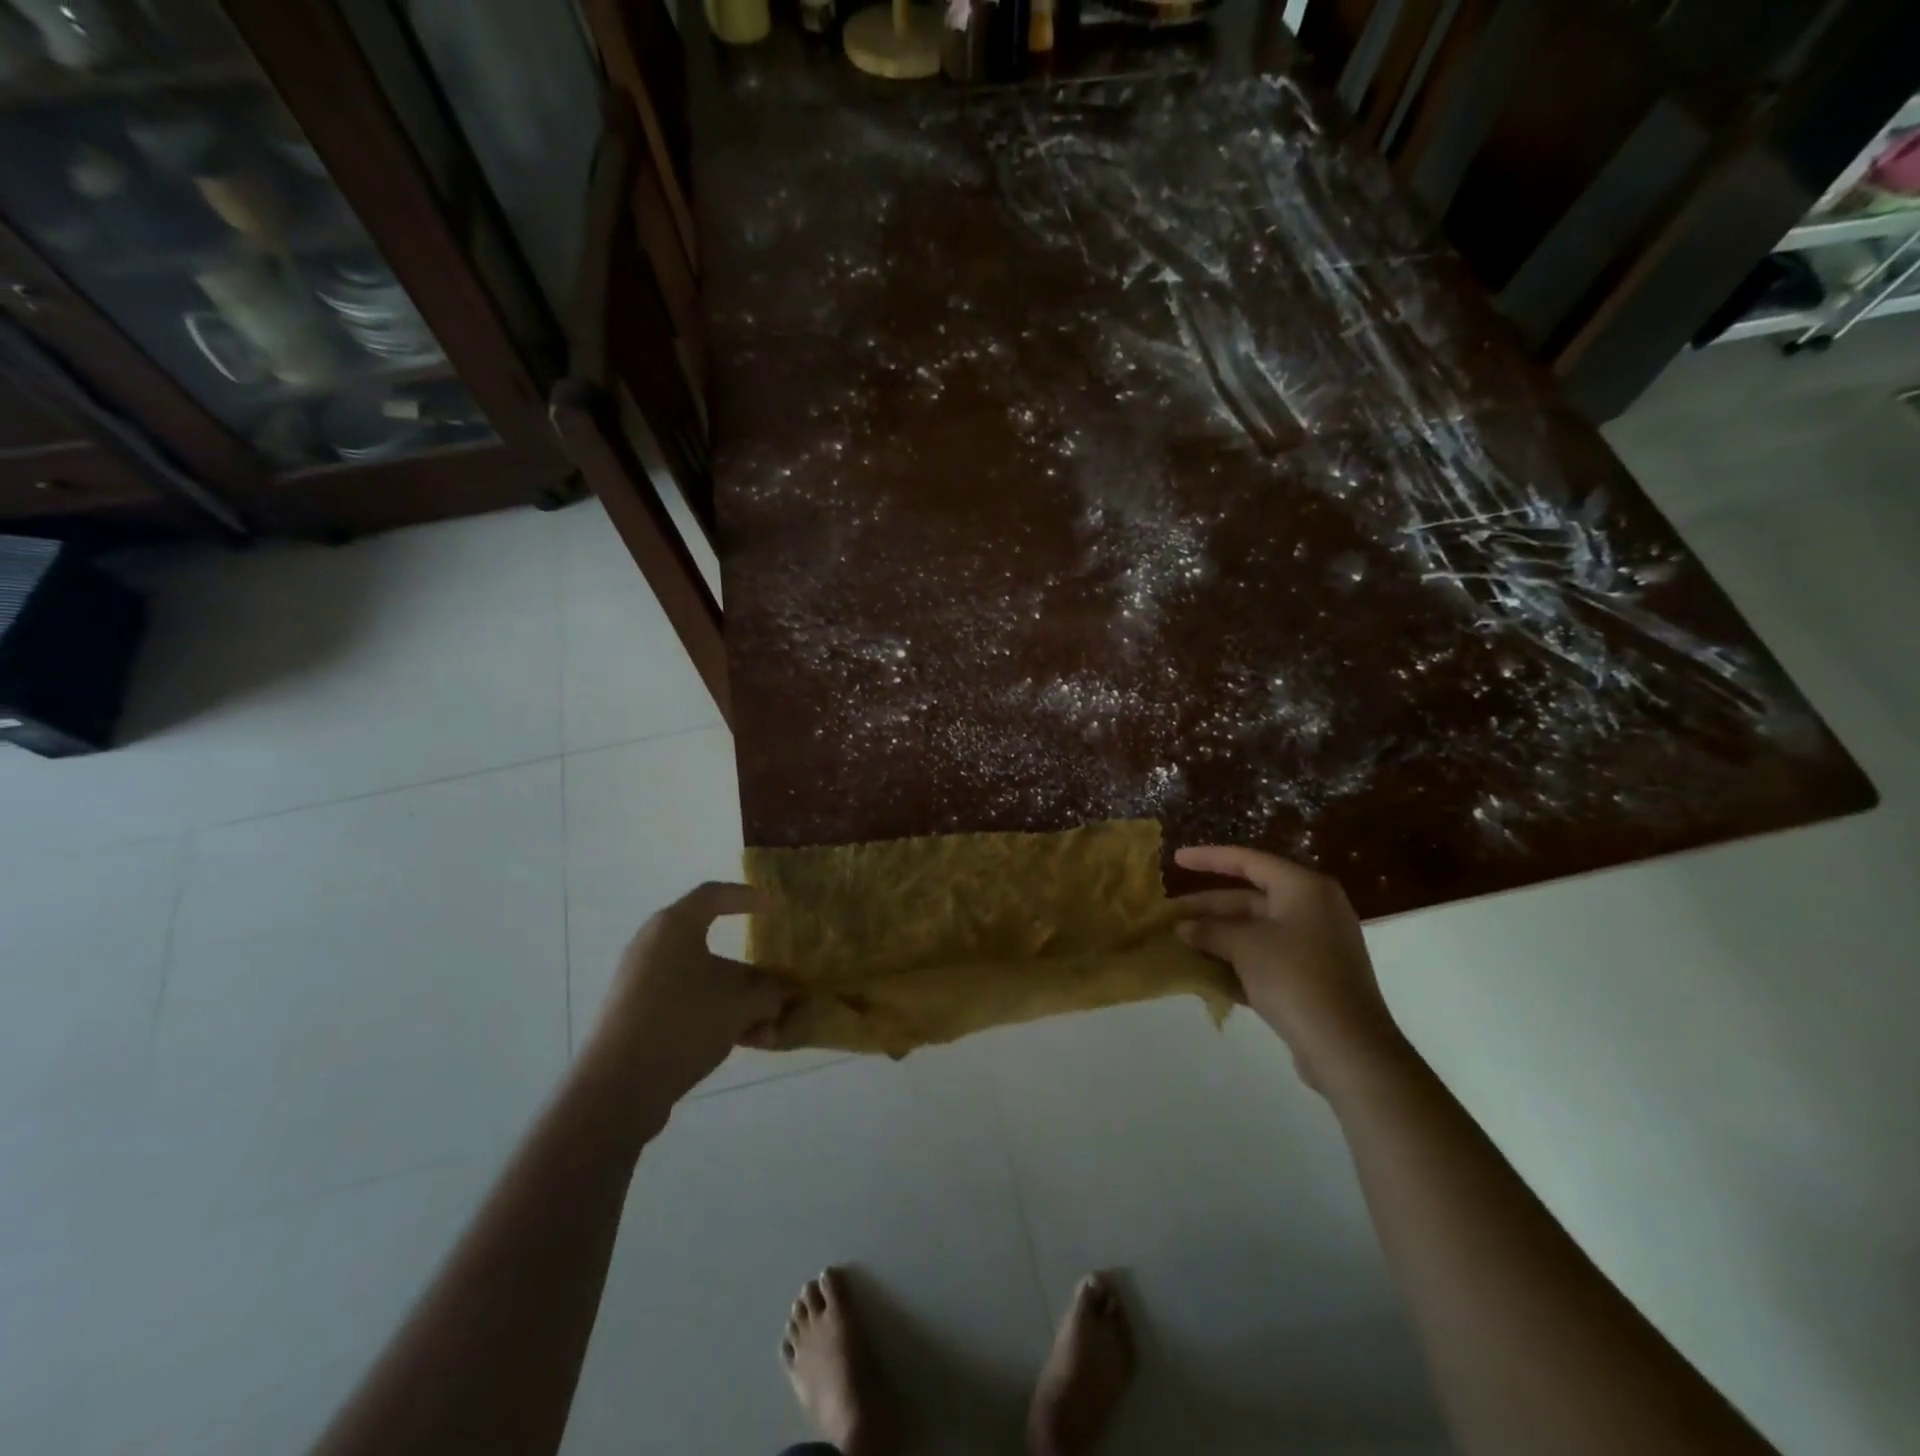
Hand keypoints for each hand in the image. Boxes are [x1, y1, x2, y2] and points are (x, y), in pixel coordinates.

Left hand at [584, 882, 790, 1107]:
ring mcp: (644, 984)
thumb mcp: (740, 1003)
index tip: (776, 909)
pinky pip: (689, 1004)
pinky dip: (718, 1016)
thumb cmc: (682, 1022)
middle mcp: (655, 947)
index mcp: (674, 927)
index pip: (715, 895)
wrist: (617, 1087)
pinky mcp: (639, 1017)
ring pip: (705, 982)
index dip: (748, 897)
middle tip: (782, 986)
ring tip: (772, 1028)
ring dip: (741, 1002)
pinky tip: (749, 1042)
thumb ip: (771, 992)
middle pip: (714, 947)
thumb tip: (789, 991)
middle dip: (754, 971)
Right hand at [1172, 846, 1403, 1091]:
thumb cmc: (1295, 978)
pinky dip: (1239, 958)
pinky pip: (1267, 955)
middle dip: (1209, 907)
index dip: (1208, 858)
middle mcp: (1314, 908)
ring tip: (1182, 941)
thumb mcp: (1244, 947)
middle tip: (1171, 912)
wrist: (1347, 1047)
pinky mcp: (1314, 975)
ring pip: (1256, 929)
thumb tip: (1183, 928)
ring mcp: (1316, 943)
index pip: (1248, 861)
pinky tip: (1207, 970)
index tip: (1176, 859)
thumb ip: (1210, 931)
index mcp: (1304, 888)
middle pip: (1250, 897)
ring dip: (1220, 935)